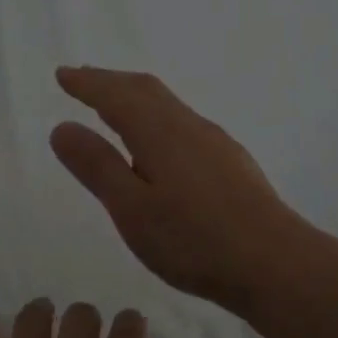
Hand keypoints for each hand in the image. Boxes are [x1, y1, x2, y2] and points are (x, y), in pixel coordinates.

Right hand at [49, 66, 311, 312]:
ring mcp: (215, 143)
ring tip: (114, 107)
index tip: (62, 75)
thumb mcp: (132, 209)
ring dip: (136, 97)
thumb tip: (63, 127)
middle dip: (111, 81)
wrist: (274, 263)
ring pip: (168, 105)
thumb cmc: (194, 240)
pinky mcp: (231, 162)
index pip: (117, 95)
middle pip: (146, 90)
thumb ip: (98, 166)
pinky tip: (159, 144)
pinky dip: (157, 117)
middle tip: (83, 79)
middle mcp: (189, 126)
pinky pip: (183, 122)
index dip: (87, 83)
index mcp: (160, 132)